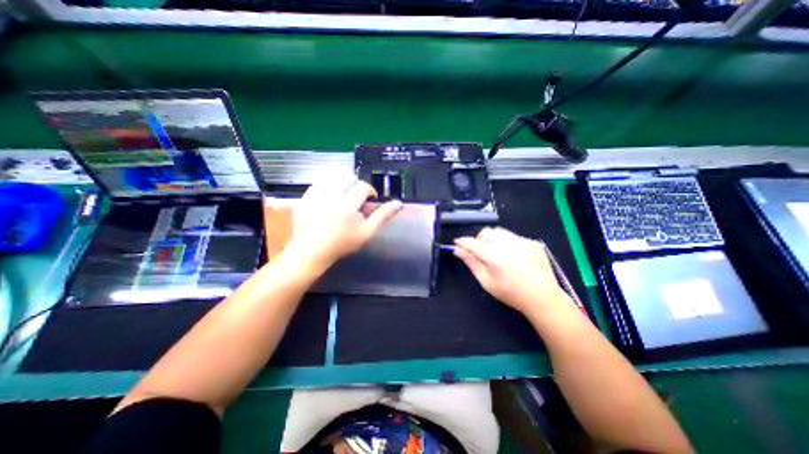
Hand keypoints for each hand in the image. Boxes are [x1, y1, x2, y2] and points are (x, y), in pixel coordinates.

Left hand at [287, 176, 403, 269]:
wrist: (312, 250)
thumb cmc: (342, 243)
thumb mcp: (367, 232)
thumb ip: (383, 216)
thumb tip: (399, 203)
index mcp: (348, 205)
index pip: (363, 186)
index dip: (369, 191)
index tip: (368, 200)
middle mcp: (331, 195)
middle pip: (348, 176)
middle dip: (355, 185)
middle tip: (355, 198)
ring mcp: (315, 195)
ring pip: (333, 176)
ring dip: (341, 183)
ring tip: (342, 196)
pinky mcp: (305, 196)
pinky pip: (319, 182)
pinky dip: (327, 186)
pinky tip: (329, 198)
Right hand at [455, 226, 567, 315]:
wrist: (543, 297)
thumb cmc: (511, 293)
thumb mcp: (486, 281)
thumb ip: (471, 263)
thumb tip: (457, 250)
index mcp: (495, 257)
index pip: (473, 243)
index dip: (463, 241)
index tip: (457, 242)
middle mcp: (508, 245)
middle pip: (486, 232)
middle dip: (478, 239)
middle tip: (480, 251)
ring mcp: (522, 242)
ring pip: (499, 231)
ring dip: (492, 238)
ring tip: (496, 252)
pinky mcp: (532, 242)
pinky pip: (513, 236)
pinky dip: (507, 242)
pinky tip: (512, 255)